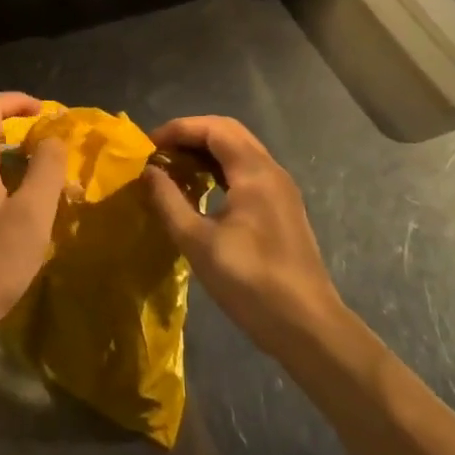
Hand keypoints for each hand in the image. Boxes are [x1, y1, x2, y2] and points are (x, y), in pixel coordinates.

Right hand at [144, 116, 343, 359]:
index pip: (213, 128)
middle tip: (159, 152)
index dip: (178, 129)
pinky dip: (220, 169)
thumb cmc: (249, 281)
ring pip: (240, 151)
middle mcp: (272, 171)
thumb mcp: (197, 242)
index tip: (148, 146)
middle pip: (229, 132)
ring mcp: (281, 190)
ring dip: (206, 151)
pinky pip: (247, 171)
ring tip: (174, 168)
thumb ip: (168, 201)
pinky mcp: (282, 208)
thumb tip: (148, 171)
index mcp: (254, 172)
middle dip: (191, 135)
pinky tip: (201, 190)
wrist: (306, 326)